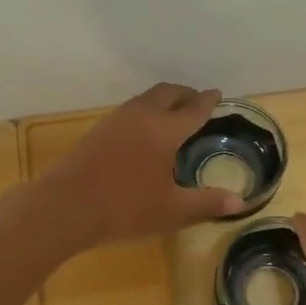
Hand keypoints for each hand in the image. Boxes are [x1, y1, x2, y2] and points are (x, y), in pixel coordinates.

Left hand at [36, 83, 248, 247]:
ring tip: (173, 113)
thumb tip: (240, 203)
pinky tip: (143, 131)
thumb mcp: (172, 211)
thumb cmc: (125, 208)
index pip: (193, 109)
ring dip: (163, 100)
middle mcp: (142, 116)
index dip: (207, 101)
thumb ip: (207, 203)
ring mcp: (116, 121)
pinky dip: (146, 110)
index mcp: (165, 130)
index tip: (217, 94)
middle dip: (185, 93)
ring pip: (145, 99)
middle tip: (196, 101)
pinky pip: (130, 110)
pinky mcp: (97, 131)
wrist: (64, 207)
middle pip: (167, 93)